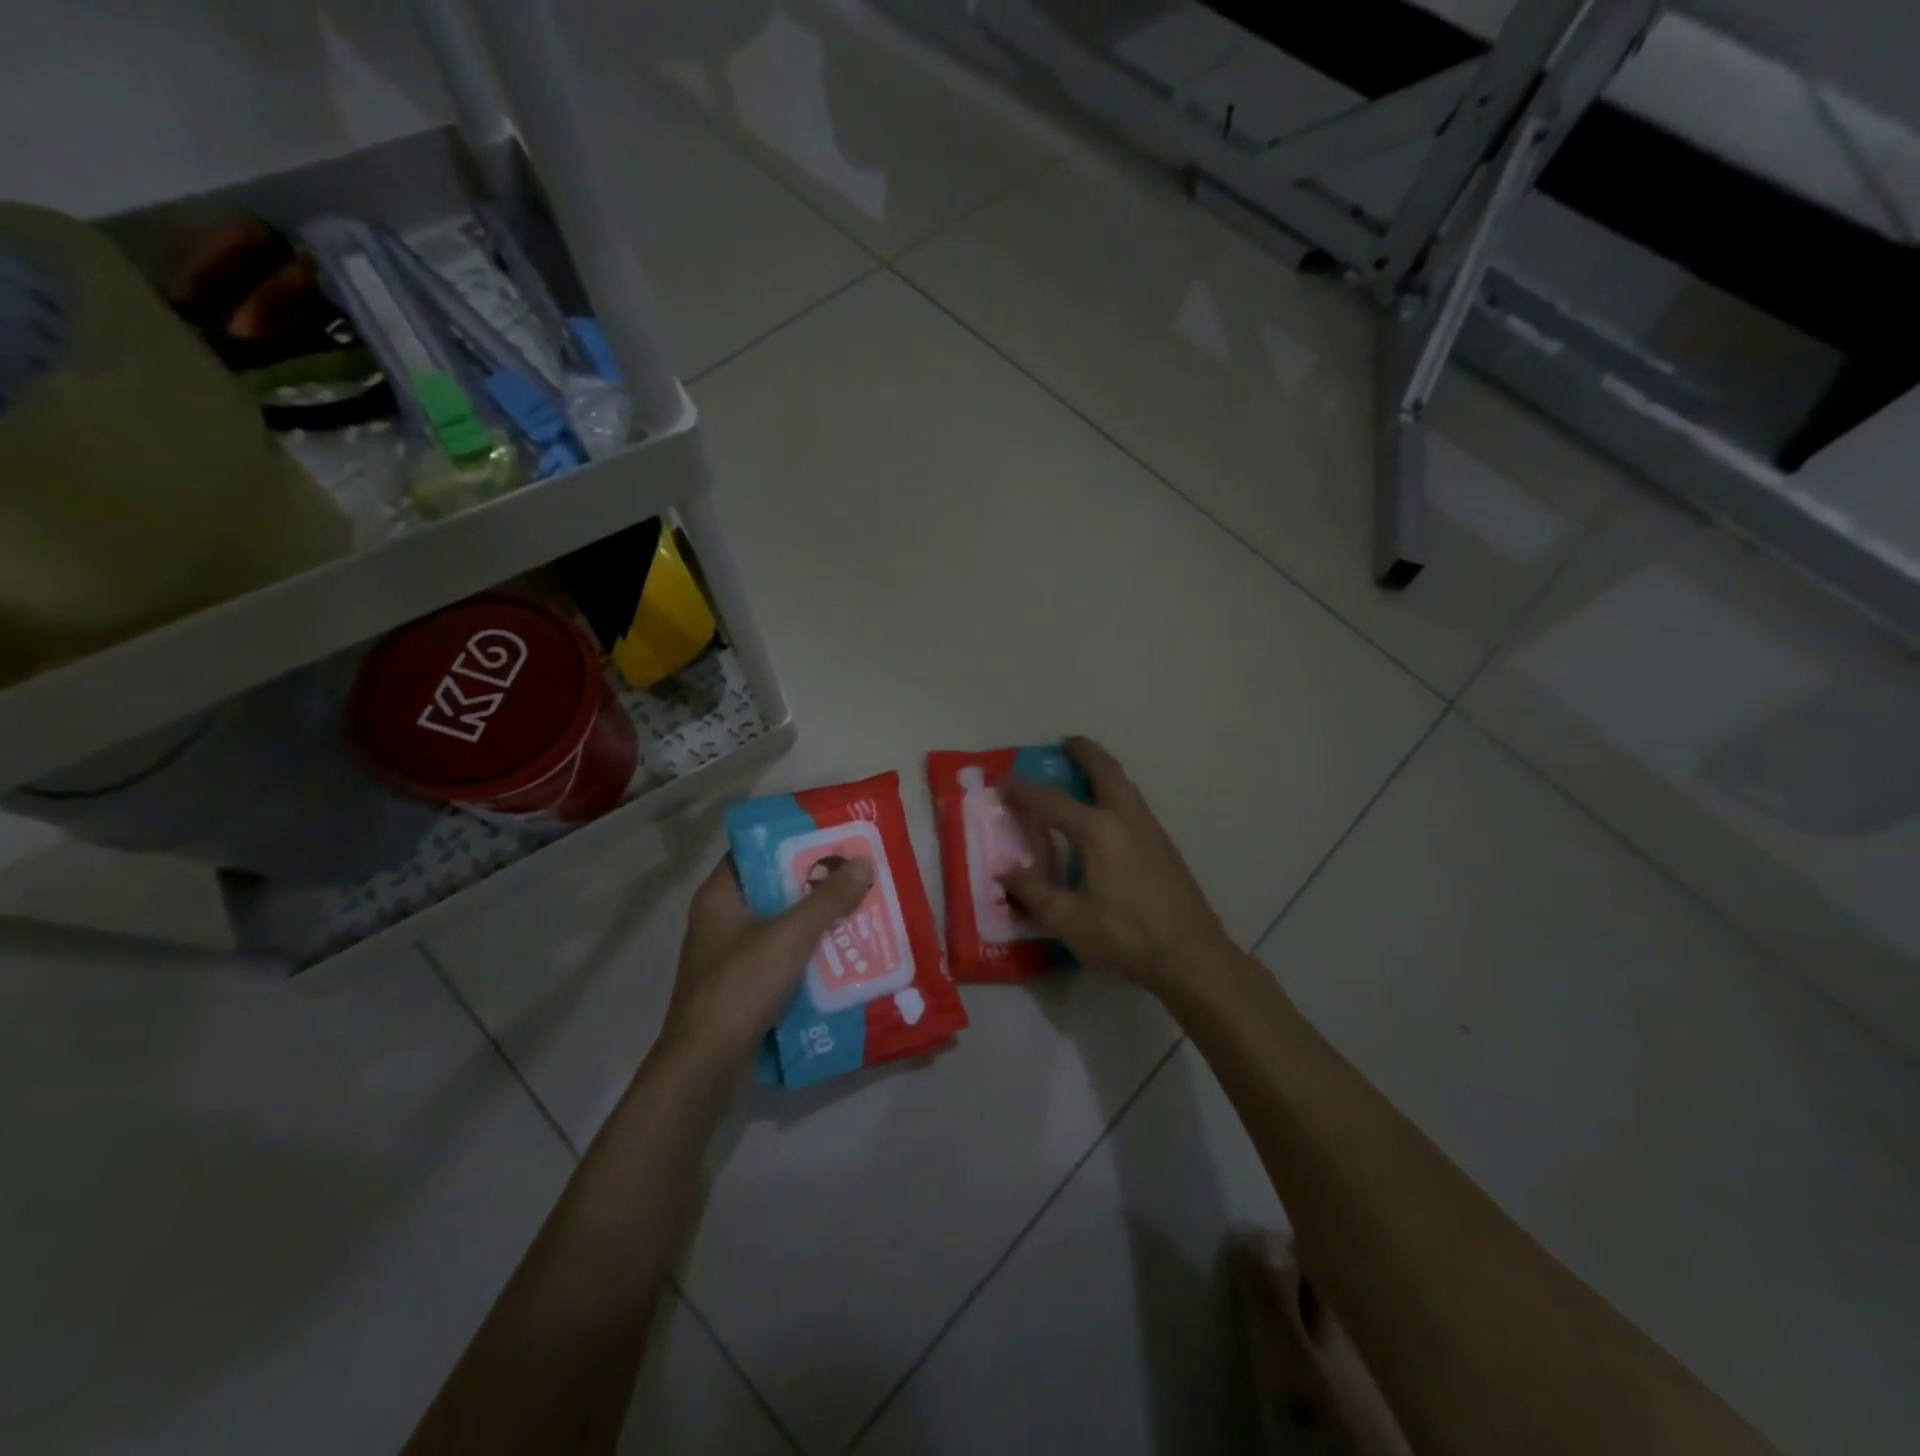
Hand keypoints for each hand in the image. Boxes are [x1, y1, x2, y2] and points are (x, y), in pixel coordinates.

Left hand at [661, 855, 873, 1069]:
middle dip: (816, 884)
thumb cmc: (741, 985)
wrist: (707, 1064)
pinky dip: (810, 954)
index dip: (793, 842)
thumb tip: (864, 862)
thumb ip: (828, 899)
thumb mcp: (790, 935)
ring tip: (861, 908)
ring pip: (782, 926)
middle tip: (857, 873)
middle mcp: (722, 921)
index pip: (756, 852)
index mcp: (720, 897)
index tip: (832, 838)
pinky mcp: (745, 987)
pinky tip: (845, 953)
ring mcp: (732, 956)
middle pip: (774, 889)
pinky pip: (783, 958)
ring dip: (818, 921)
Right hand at [1001, 736, 1231, 991]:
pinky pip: (1135, 805)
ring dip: (1105, 771)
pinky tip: (1109, 816)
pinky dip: (1117, 793)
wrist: (1191, 955)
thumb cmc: (1125, 936)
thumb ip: (1034, 892)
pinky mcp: (1165, 847)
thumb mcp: (1069, 920)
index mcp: (1098, 831)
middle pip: (1106, 771)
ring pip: (1126, 786)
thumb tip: (1007, 871)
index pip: (1052, 802)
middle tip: (1066, 742)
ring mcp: (1151, 831)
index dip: (1024, 791)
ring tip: (1087, 771)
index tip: (1003, 783)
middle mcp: (1126, 819)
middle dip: (1085, 752)